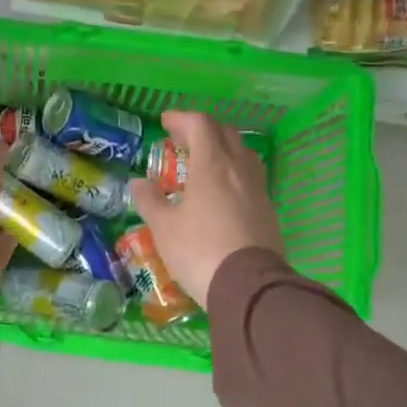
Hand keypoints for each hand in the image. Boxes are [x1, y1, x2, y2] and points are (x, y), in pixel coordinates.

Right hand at [130, 110, 283, 309]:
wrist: (250, 287)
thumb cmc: (200, 250)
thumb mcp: (164, 228)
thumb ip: (150, 201)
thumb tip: (138, 183)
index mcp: (212, 165)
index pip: (200, 124)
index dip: (181, 118)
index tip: (165, 122)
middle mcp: (238, 169)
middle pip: (225, 133)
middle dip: (202, 129)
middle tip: (182, 139)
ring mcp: (258, 189)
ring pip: (242, 153)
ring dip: (222, 147)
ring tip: (204, 161)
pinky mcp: (268, 210)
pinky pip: (250, 176)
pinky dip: (233, 171)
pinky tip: (223, 190)